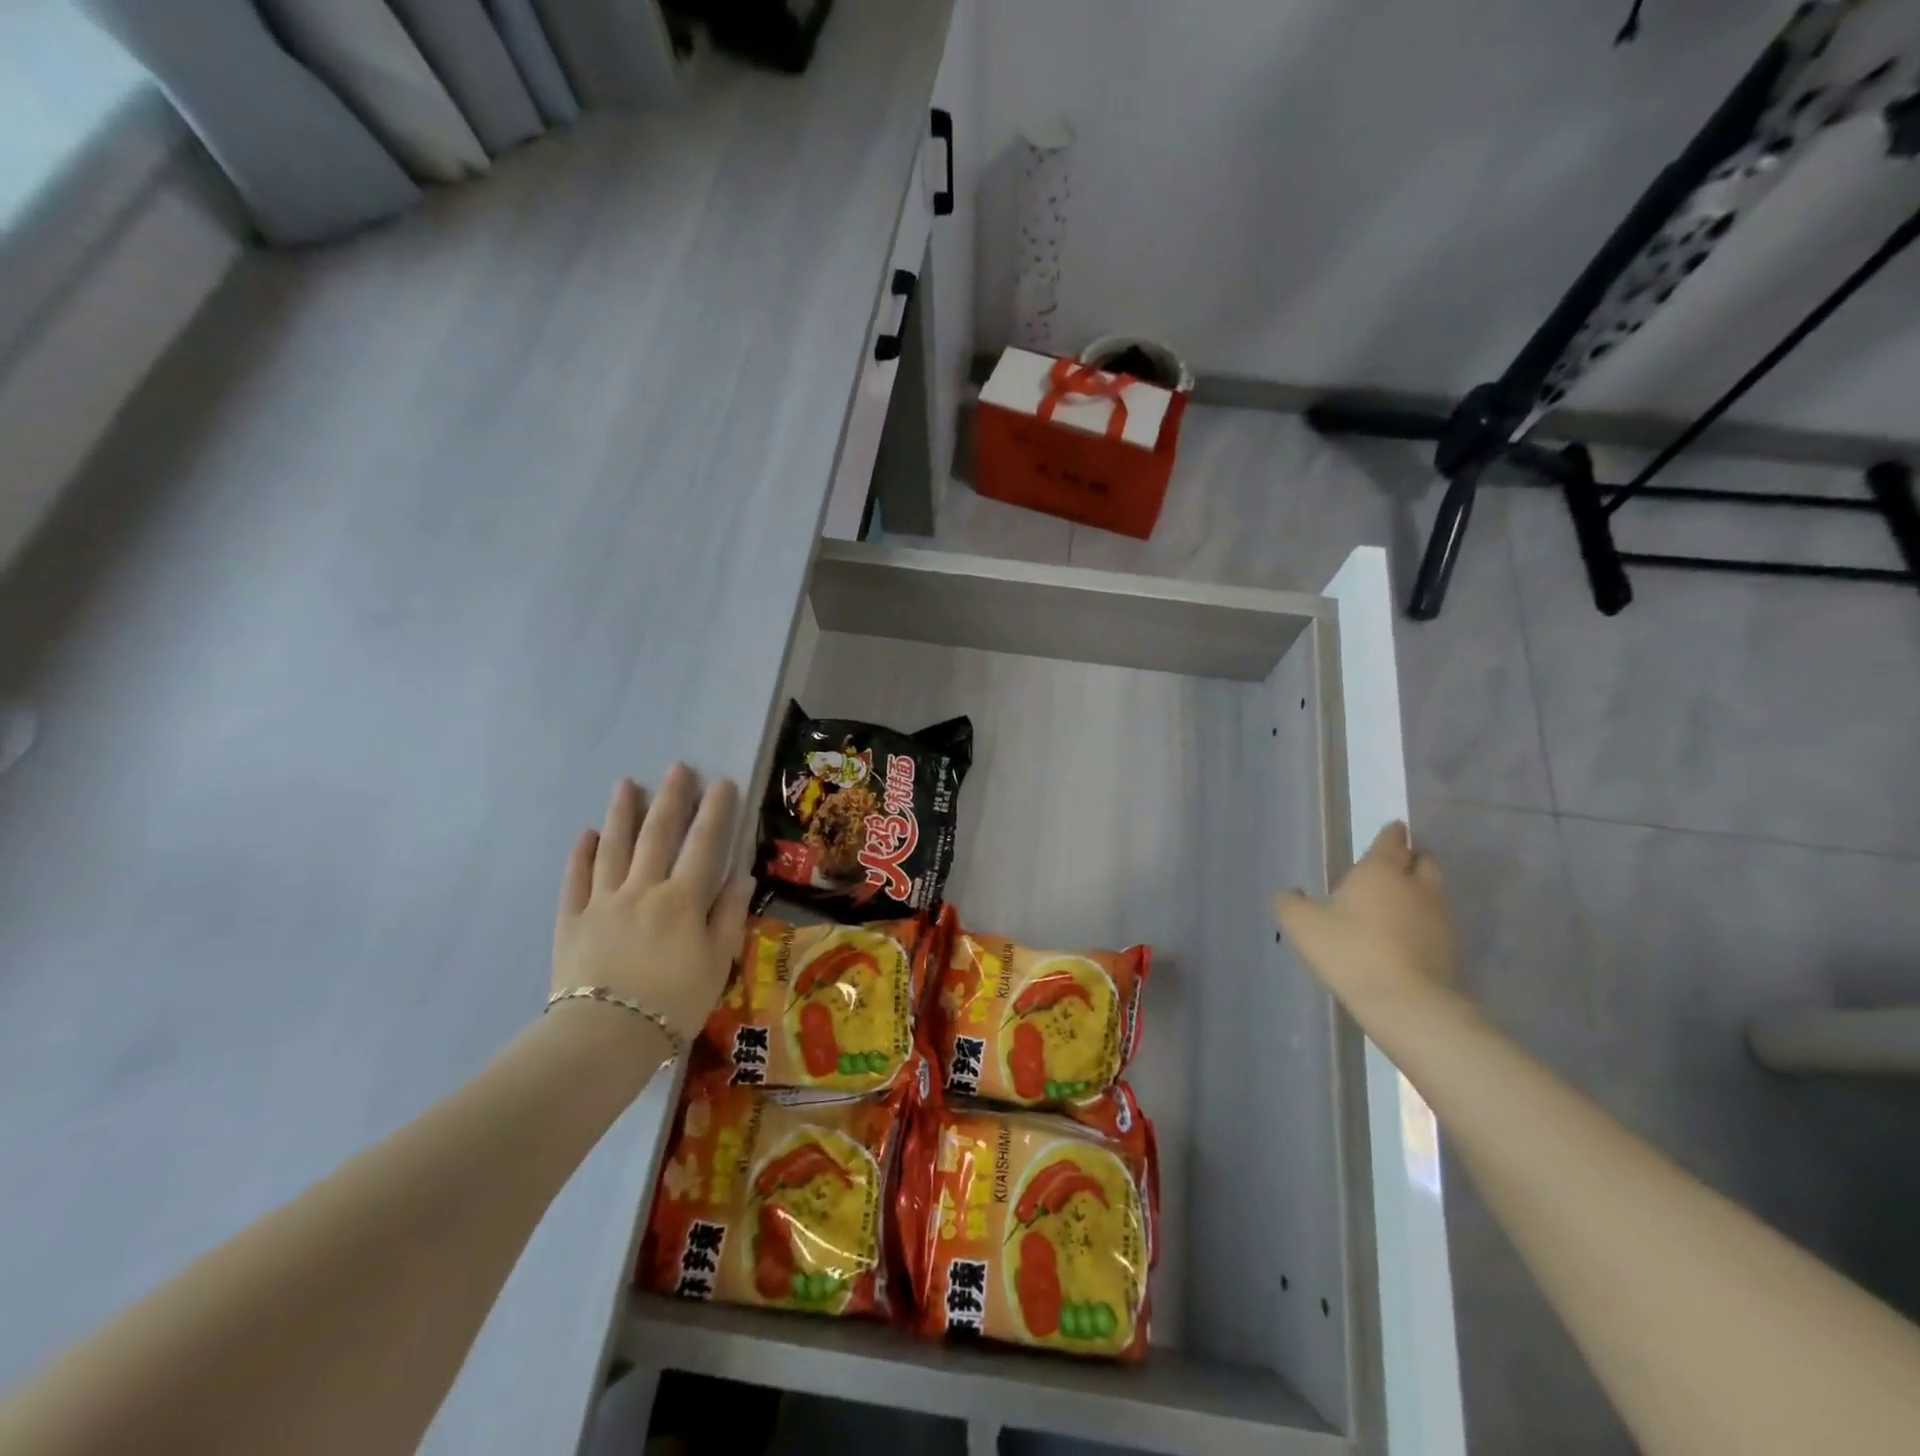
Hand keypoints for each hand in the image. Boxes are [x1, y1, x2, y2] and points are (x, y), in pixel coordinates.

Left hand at [552, 766, 753, 1040]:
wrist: (606, 1038)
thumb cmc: (674, 1003)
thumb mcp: (717, 962)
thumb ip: (729, 915)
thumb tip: (741, 874)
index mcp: (682, 899)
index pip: (704, 845)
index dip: (715, 811)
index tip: (721, 781)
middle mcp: (642, 889)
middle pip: (657, 835)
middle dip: (670, 798)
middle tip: (677, 768)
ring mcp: (603, 902)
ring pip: (613, 848)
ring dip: (622, 813)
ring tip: (627, 784)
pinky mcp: (572, 921)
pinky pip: (576, 880)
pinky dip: (582, 855)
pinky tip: (587, 835)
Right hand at [1275, 821, 1455, 1008]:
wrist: (1406, 1003)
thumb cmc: (1351, 952)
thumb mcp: (1302, 926)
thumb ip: (1291, 904)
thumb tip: (1292, 894)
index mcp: (1381, 871)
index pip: (1392, 840)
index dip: (1391, 834)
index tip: (1392, 831)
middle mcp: (1416, 886)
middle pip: (1424, 860)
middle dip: (1412, 858)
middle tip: (1394, 867)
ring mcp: (1438, 917)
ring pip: (1433, 891)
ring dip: (1418, 891)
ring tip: (1396, 903)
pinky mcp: (1450, 948)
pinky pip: (1436, 922)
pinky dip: (1423, 921)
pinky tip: (1403, 936)